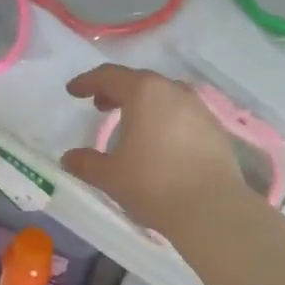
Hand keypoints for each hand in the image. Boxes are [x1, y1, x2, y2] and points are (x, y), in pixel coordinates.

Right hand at [61, 64, 249, 234]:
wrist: (211, 208)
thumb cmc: (152, 184)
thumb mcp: (110, 176)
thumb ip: (86, 162)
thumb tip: (69, 158)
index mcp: (144, 92)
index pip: (109, 76)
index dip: (87, 81)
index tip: (73, 91)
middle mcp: (173, 91)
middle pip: (139, 82)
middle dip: (116, 91)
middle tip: (100, 106)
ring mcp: (199, 108)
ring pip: (164, 97)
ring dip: (143, 105)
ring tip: (130, 125)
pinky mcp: (215, 129)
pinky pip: (182, 115)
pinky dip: (165, 120)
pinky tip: (160, 143)